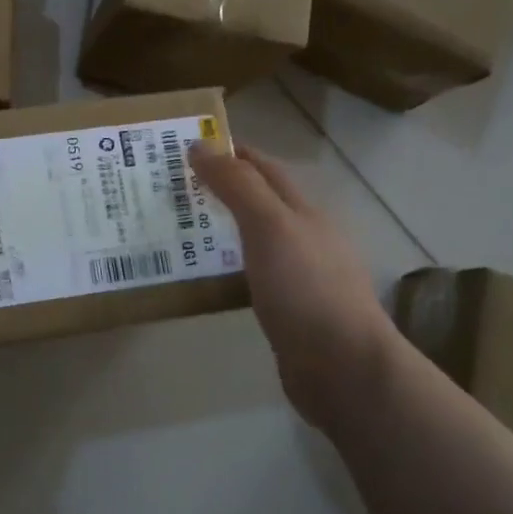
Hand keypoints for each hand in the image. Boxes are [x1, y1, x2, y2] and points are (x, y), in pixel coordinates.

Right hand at [191, 142, 399, 430]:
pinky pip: (247, 276)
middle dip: (217, 190)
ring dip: (217, 231)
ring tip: (174, 231)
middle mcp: (303, 237)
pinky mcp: (287, 310)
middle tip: (169, 190)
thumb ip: (238, 186)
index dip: (229, 152)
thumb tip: (200, 145)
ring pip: (250, 240)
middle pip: (257, 202)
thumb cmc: (306, 289)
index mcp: (303, 211)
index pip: (263, 168)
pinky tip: (200, 277)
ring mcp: (298, 276)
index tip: (185, 146)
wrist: (343, 368)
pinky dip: (222, 268)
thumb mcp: (270, 226)